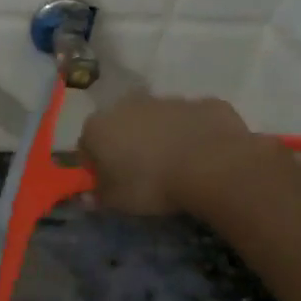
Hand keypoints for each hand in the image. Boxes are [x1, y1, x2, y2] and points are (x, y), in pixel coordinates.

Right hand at [77, 93, 254, 215]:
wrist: (212, 165)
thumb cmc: (151, 184)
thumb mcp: (116, 201)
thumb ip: (98, 195)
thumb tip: (88, 195)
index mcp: (99, 126)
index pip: (87, 145)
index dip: (97, 165)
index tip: (110, 183)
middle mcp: (129, 104)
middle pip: (122, 125)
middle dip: (128, 144)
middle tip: (143, 173)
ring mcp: (168, 99)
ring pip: (158, 119)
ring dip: (162, 136)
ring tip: (176, 166)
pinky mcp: (203, 102)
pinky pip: (192, 120)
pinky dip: (194, 133)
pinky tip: (204, 156)